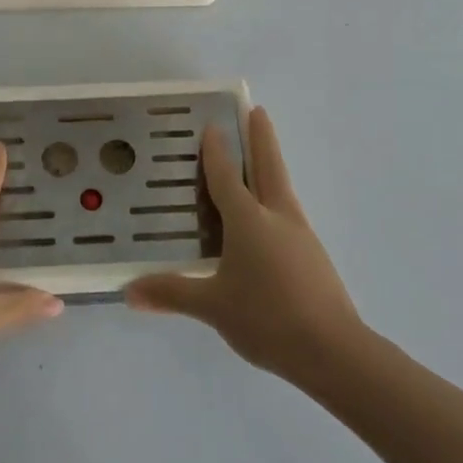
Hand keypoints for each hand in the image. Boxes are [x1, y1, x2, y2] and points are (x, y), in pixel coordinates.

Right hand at [126, 107, 363, 383]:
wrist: (333, 351)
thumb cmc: (266, 318)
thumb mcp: (213, 306)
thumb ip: (171, 294)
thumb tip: (128, 291)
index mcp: (248, 220)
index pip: (227, 177)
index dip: (217, 151)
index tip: (212, 125)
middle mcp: (276, 217)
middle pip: (269, 167)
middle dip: (261, 138)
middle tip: (257, 111)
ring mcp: (300, 235)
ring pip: (282, 189)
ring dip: (271, 166)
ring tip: (260, 159)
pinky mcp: (313, 256)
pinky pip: (288, 214)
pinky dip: (276, 200)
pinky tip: (268, 219)